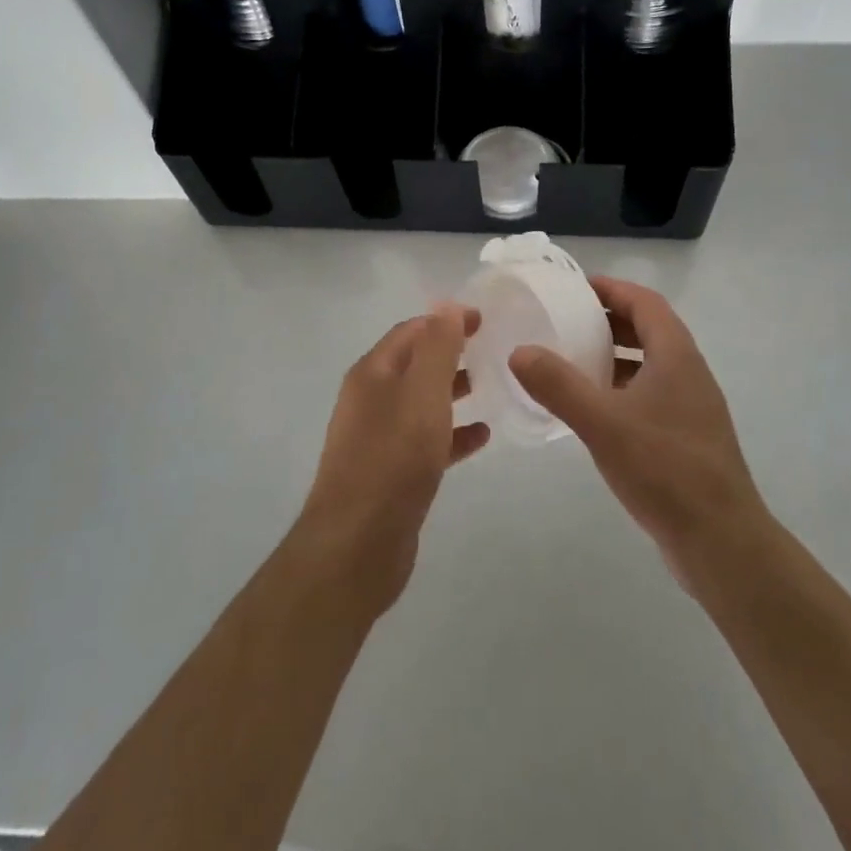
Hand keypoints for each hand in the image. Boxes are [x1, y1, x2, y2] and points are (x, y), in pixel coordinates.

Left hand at [295, 304, 488, 613]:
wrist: (357, 546)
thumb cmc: (393, 459)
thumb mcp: (422, 394)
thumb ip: (437, 347)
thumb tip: (446, 304)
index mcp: (372, 374)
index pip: (411, 331)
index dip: (446, 320)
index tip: (485, 320)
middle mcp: (370, 400)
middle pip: (415, 364)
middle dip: (452, 354)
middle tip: (494, 351)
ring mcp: (378, 439)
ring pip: (422, 403)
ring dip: (453, 391)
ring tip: (493, 387)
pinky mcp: (391, 474)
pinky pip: (426, 441)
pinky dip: (453, 433)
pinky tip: (482, 437)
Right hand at [510, 278, 768, 583]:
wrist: (722, 543)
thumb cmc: (665, 471)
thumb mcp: (603, 424)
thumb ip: (559, 385)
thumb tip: (520, 351)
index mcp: (677, 356)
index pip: (645, 302)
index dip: (612, 289)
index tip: (575, 288)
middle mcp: (689, 373)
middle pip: (649, 329)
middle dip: (609, 320)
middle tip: (567, 322)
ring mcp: (692, 407)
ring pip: (651, 364)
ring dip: (616, 356)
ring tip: (574, 362)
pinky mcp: (688, 437)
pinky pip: (652, 394)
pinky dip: (623, 388)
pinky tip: (596, 411)